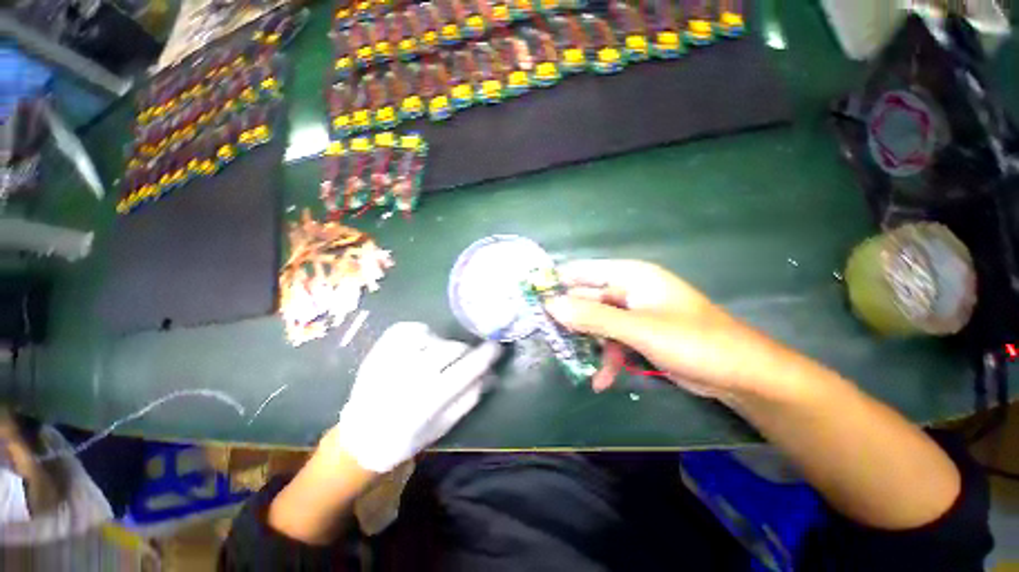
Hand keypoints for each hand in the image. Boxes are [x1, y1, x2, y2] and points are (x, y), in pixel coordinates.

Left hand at [337, 322, 501, 472]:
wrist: (361, 436)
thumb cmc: (407, 437)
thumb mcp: (444, 426)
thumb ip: (469, 398)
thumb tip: (491, 374)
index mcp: (428, 400)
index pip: (467, 369)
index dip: (486, 355)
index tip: (497, 346)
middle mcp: (411, 375)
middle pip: (453, 348)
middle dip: (464, 352)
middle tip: (462, 361)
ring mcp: (393, 357)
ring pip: (436, 337)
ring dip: (443, 346)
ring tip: (435, 359)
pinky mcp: (381, 347)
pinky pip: (413, 328)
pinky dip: (423, 334)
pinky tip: (421, 348)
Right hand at [544, 260, 801, 401]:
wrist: (740, 375)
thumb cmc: (692, 341)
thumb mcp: (637, 329)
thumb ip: (592, 316)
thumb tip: (551, 305)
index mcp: (630, 276)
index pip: (582, 271)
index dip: (557, 283)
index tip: (534, 301)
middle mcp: (629, 290)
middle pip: (587, 299)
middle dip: (570, 319)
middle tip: (548, 337)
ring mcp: (633, 314)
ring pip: (597, 323)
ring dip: (588, 344)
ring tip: (575, 363)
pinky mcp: (639, 334)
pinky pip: (612, 340)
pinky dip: (606, 358)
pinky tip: (602, 380)